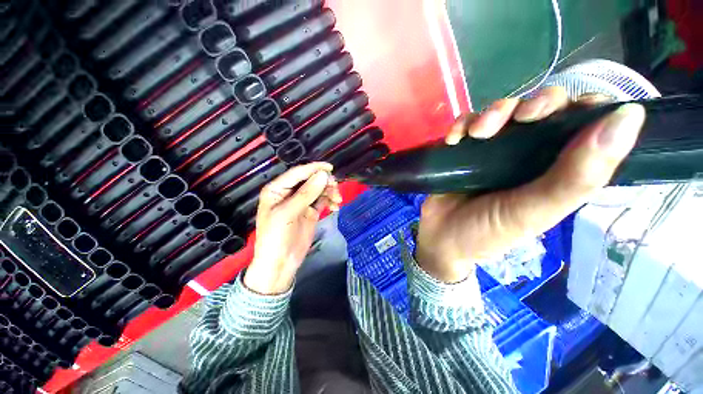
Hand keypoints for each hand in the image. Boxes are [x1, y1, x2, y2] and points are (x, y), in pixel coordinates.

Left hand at [244, 162, 341, 293]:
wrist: (280, 263)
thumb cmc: (276, 237)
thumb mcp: (288, 213)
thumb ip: (306, 194)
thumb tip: (323, 175)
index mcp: (277, 189)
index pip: (297, 173)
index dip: (313, 168)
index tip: (330, 168)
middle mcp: (289, 193)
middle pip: (310, 180)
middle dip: (324, 182)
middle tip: (335, 189)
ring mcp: (301, 202)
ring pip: (318, 189)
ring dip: (329, 192)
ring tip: (337, 200)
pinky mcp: (311, 211)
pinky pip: (323, 200)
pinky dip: (330, 200)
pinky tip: (336, 206)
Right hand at [417, 87, 645, 282]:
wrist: (441, 237)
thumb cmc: (487, 232)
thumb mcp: (534, 212)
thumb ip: (578, 177)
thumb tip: (630, 117)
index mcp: (557, 169)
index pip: (586, 124)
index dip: (585, 107)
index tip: (572, 110)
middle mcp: (528, 153)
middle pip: (542, 108)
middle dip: (533, 105)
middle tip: (518, 119)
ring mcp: (492, 150)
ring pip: (502, 111)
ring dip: (491, 113)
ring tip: (475, 134)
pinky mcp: (463, 150)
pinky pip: (466, 124)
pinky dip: (461, 124)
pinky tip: (454, 139)